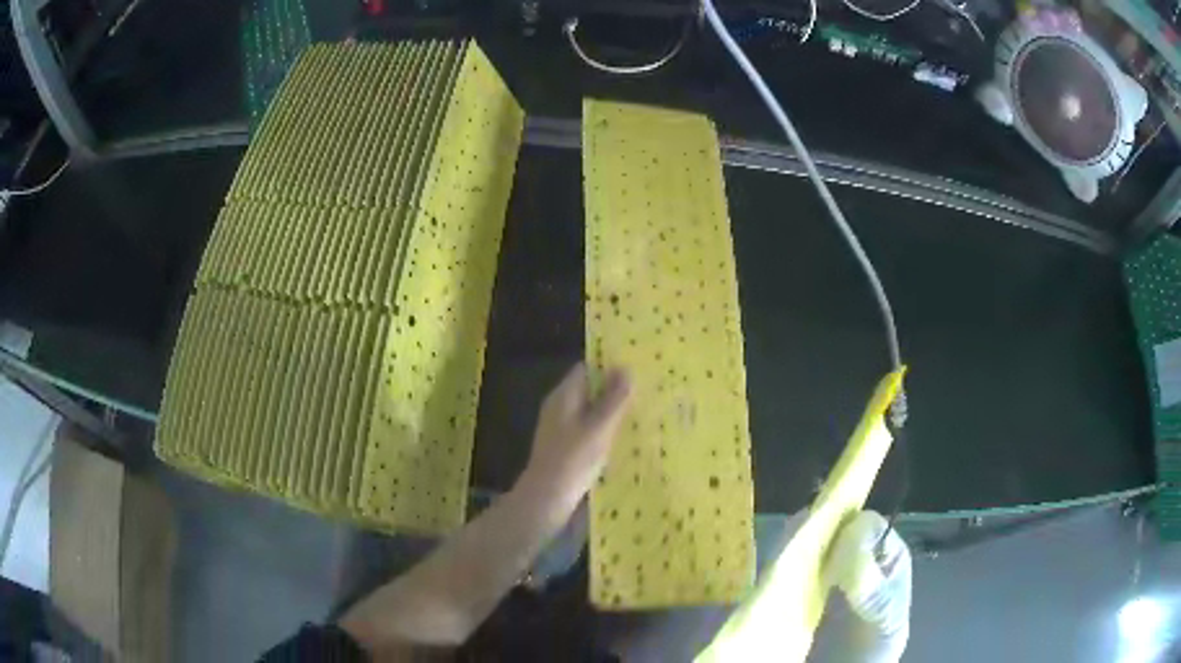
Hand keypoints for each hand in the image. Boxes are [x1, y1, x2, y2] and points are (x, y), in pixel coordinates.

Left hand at [517, 363, 631, 511]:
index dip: (610, 366)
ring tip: (643, 414)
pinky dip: (604, 432)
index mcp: (564, 396)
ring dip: (612, 413)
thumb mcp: (599, 426)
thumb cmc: (573, 458)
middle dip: (614, 391)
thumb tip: (626, 368)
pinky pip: (588, 431)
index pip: (586, 369)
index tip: (636, 368)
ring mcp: (561, 429)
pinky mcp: (565, 449)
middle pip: (589, 390)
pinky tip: (624, 440)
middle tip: (647, 392)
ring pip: (590, 412)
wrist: (546, 498)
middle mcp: (560, 407)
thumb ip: (614, 399)